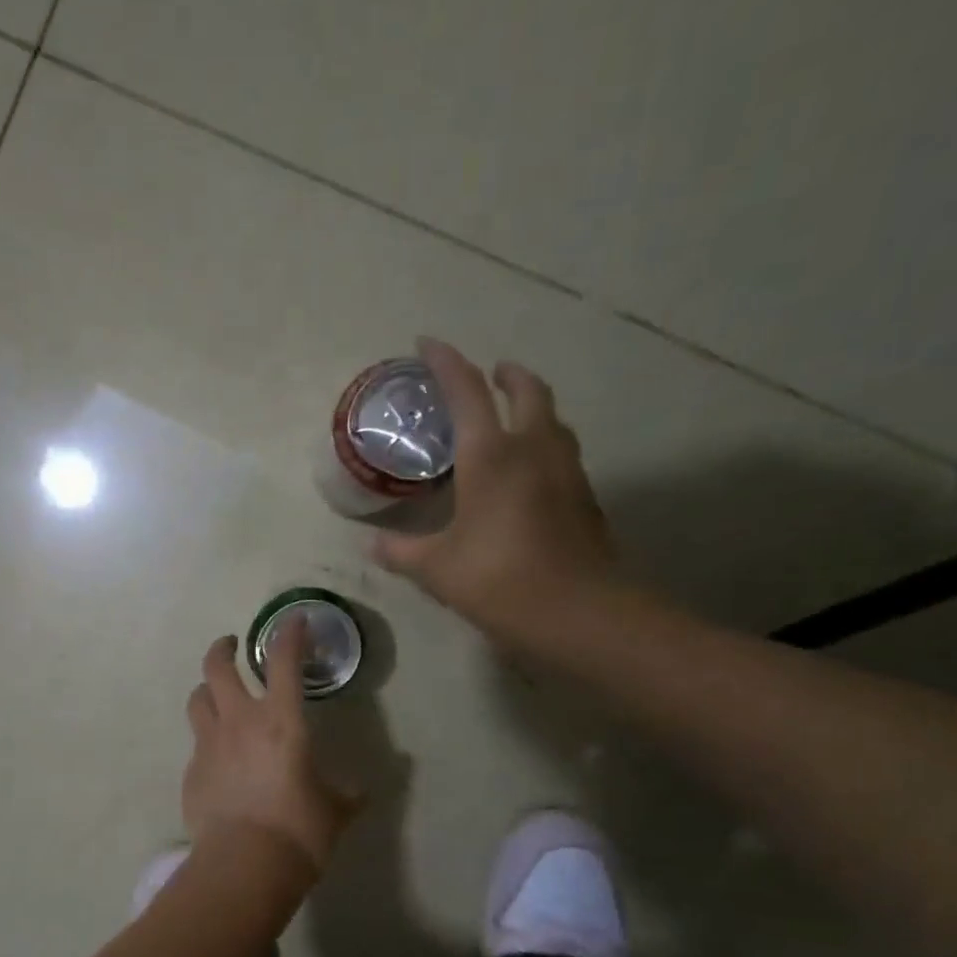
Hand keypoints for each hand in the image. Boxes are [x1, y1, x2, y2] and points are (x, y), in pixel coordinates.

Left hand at [182, 619, 356, 871]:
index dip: (290, 634)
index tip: (295, 620)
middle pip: (217, 667)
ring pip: (197, 699)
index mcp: (281, 721)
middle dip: (223, 648)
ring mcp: (209, 745)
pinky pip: (196, 743)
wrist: (243, 865)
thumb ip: (348, 795)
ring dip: (207, 690)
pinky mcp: (192, 771)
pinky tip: (219, 759)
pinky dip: (208, 740)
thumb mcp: (334, 811)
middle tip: (232, 646)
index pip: (285, 661)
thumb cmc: (299, 831)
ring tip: (217, 696)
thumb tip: (364, 791)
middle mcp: (239, 722)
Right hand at [374, 337, 620, 652]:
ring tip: (509, 419)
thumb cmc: (498, 579)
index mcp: (492, 455)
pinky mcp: (585, 498)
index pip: (466, 391)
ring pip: (553, 420)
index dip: (445, 362)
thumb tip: (371, 545)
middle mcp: (534, 450)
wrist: (580, 612)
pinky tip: (526, 473)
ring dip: (531, 407)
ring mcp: (567, 472)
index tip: (427, 343)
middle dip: (506, 375)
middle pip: (527, 391)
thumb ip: (401, 551)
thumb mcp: (436, 568)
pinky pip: (561, 453)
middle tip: (489, 374)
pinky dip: (542, 445)